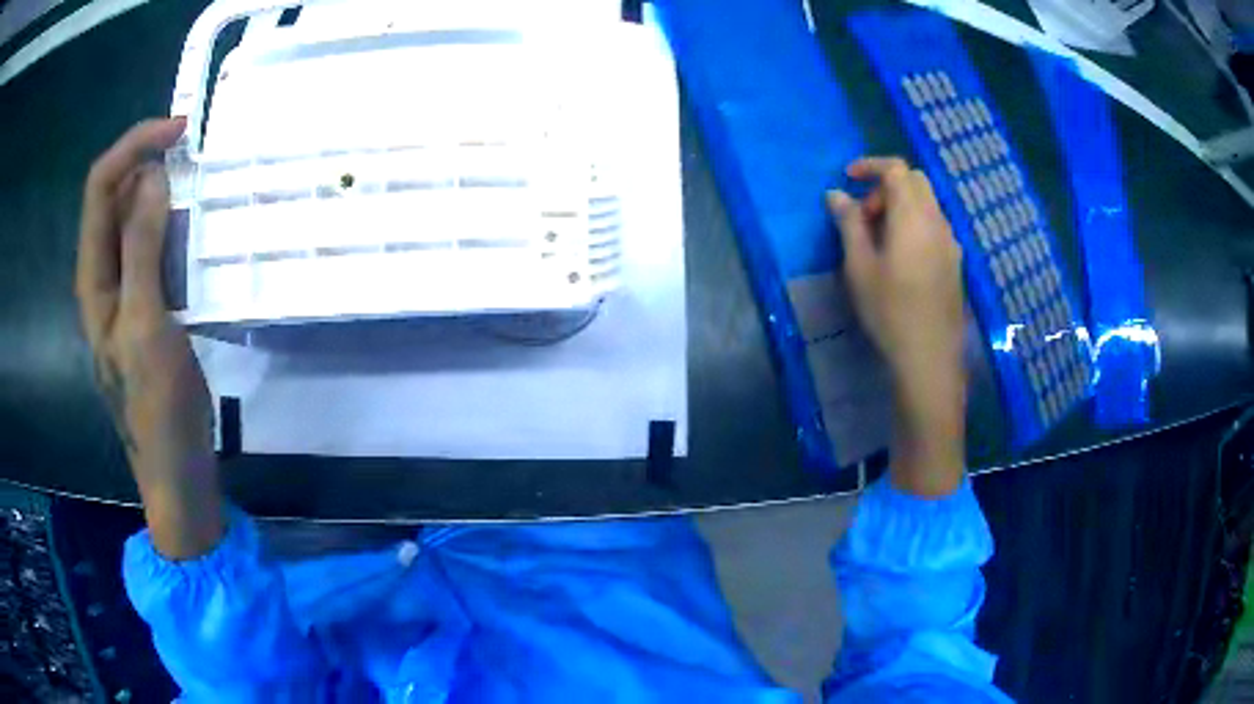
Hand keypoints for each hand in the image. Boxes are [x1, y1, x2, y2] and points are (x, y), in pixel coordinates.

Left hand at [76, 118, 222, 556]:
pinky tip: (202, 232)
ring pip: (138, 218)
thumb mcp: (145, 325)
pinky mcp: (150, 301)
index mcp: (94, 276)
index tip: (179, 131)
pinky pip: (158, 246)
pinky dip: (178, 227)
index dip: (134, 146)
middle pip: (116, 194)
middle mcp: (104, 273)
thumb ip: (141, 249)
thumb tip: (152, 175)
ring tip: (204, 190)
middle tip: (196, 157)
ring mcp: (127, 288)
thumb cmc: (156, 407)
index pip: (101, 186)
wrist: (176, 467)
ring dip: (167, 194)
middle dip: (151, 162)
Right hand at [828, 157, 965, 496]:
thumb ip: (849, 224)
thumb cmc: (890, 311)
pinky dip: (915, 223)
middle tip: (864, 215)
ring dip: (901, 206)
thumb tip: (836, 195)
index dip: (870, 165)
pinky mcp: (955, 263)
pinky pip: (935, 225)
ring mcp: (951, 243)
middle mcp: (937, 222)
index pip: (896, 169)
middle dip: (887, 186)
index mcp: (913, 216)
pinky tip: (901, 257)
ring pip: (927, 204)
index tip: (848, 178)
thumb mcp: (859, 267)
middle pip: (915, 182)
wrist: (930, 358)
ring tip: (879, 239)